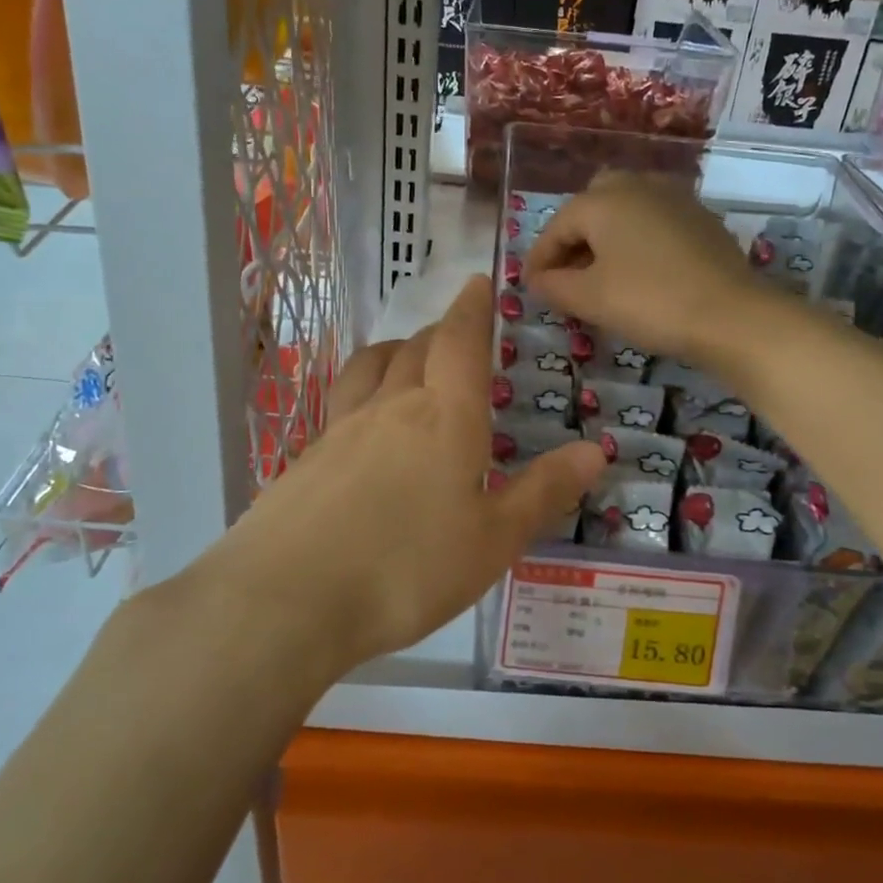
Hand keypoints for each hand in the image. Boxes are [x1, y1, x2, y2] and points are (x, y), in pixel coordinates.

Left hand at [211, 276, 605, 676]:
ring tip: (407, 360)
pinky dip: (364, 392)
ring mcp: (341, 429)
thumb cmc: (408, 569)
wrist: (288, 599)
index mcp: (444, 417)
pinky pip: (342, 403)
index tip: (477, 283)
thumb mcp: (493, 541)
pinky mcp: (306, 457)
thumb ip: (543, 492)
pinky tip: (365, 427)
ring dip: (396, 351)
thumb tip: (595, 450)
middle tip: (457, 337)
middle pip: (416, 348)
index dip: (471, 310)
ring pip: (371, 366)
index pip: (460, 343)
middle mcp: (390, 407)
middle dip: (440, 333)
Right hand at [525, 170, 764, 367]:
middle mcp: (637, 186)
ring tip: (601, 275)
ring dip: (606, 238)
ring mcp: (674, 198)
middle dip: (574, 238)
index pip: (557, 226)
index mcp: (603, 200)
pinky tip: (641, 272)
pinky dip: (637, 241)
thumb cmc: (649, 301)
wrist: (731, 314)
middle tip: (567, 275)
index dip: (539, 258)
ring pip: (626, 210)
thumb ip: (553, 285)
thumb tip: (537, 279)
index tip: (531, 287)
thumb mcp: (590, 298)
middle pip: (592, 206)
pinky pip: (655, 222)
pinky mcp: (701, 218)